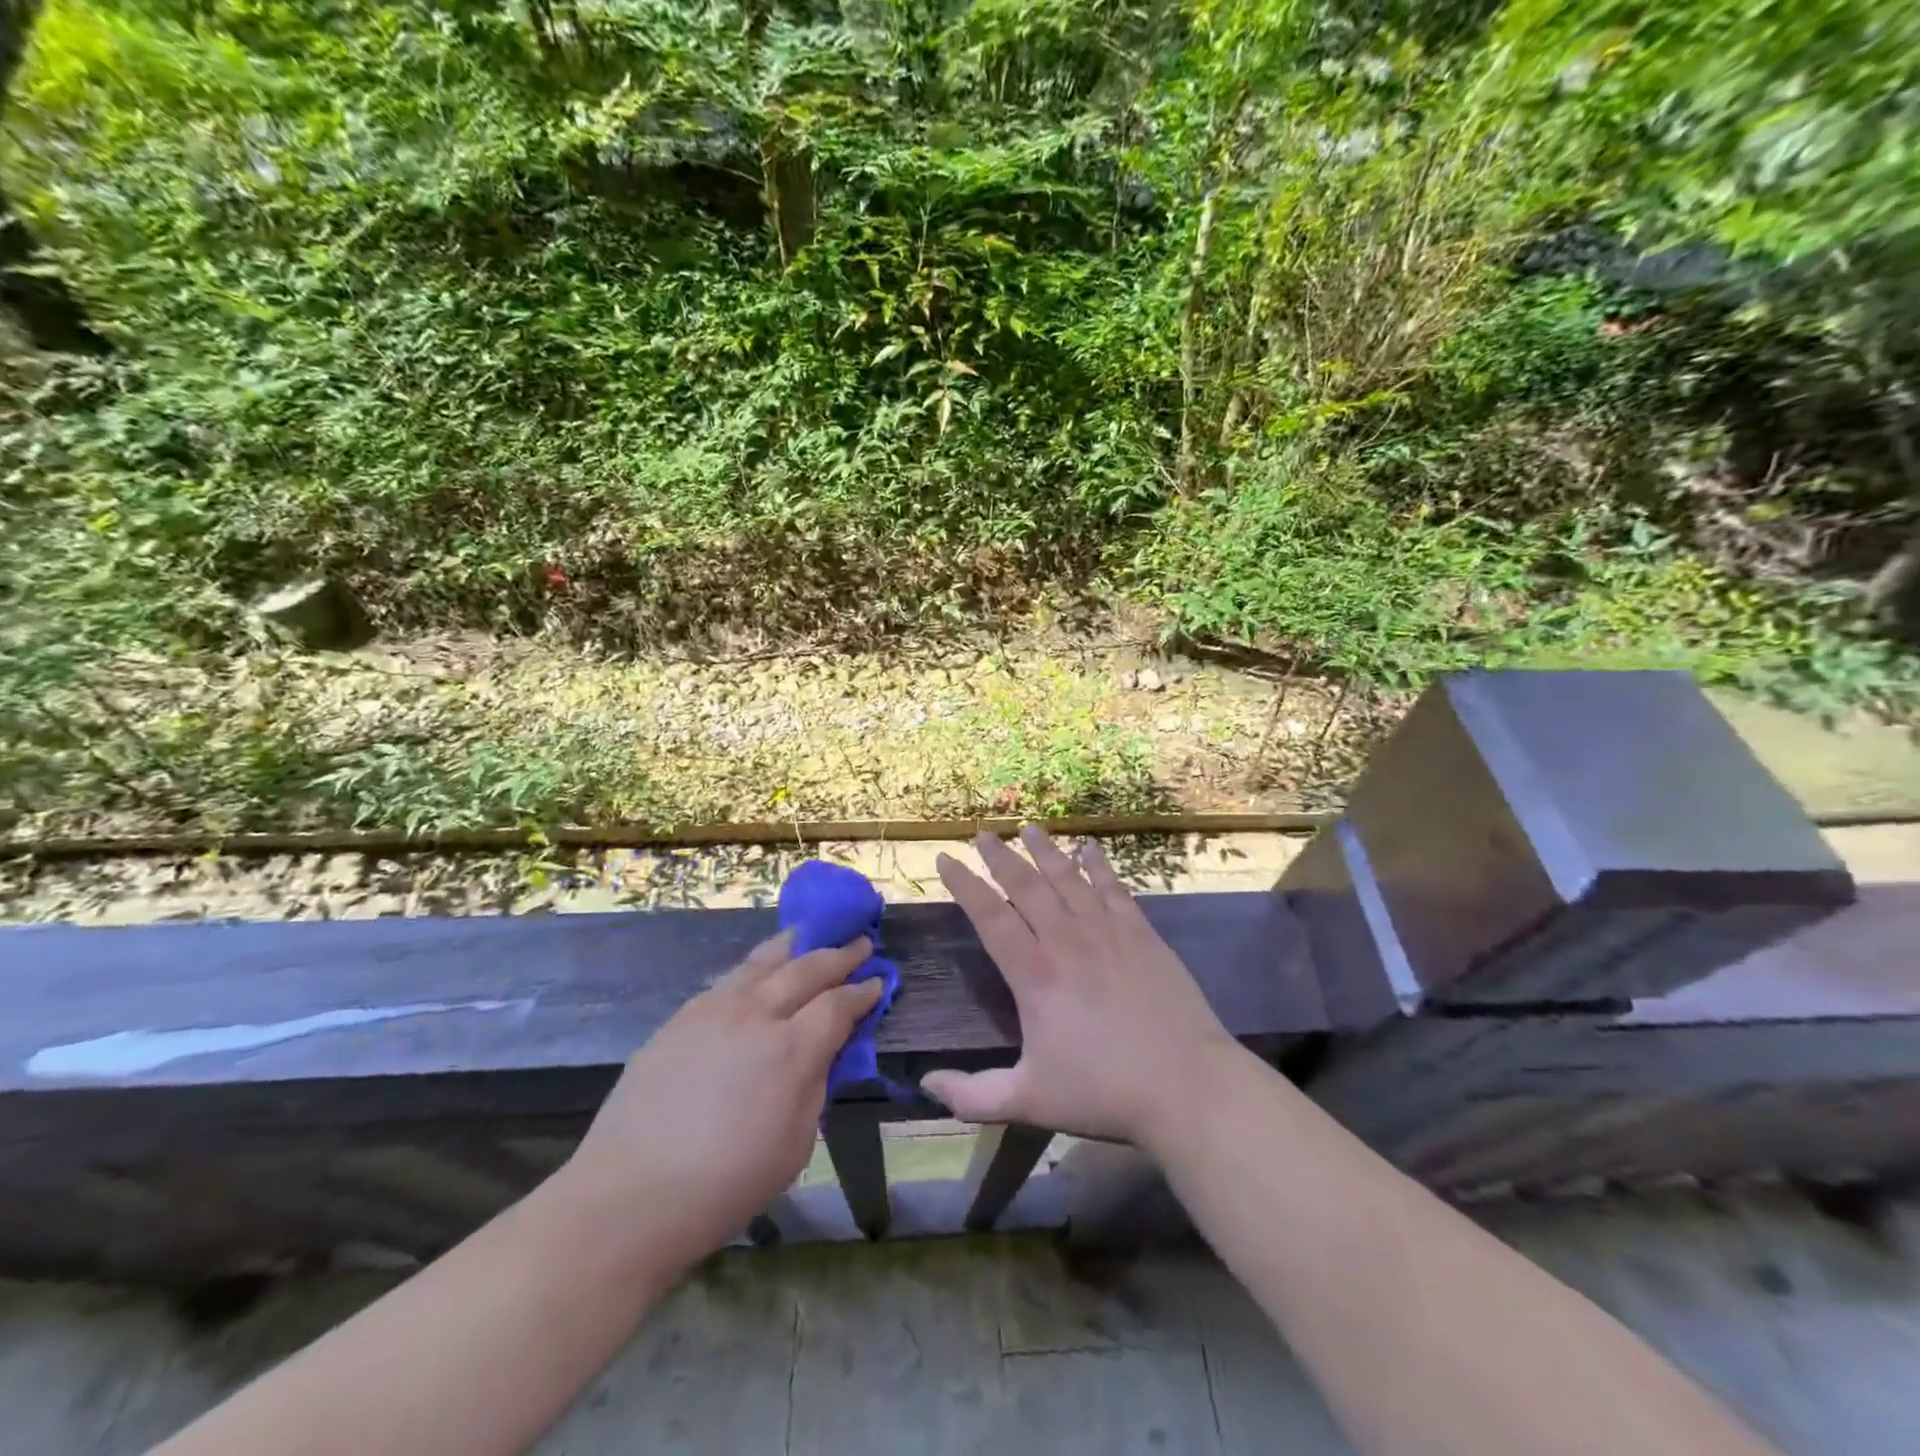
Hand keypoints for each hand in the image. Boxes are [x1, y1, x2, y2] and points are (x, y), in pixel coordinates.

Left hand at [561, 931, 881, 1269]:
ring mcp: (714, 1010)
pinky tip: (759, 970)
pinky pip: (729, 979)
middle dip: (838, 955)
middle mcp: (756, 1016)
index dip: (862, 992)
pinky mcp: (681, 1017)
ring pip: (763, 962)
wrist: (628, 1197)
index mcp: (791, 1051)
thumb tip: (824, 1051)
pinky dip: (755, 967)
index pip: (838, 1005)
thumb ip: (815, 1087)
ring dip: (794, 946)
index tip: (878, 981)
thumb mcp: (795, 1146)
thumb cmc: (724, 1185)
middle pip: (806, 969)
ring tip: (810, 935)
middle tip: (859, 943)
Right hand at [922, 827, 1243, 1151]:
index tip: (945, 859)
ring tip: (1028, 828)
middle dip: (1000, 857)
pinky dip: (1098, 865)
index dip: (964, 885)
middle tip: (983, 833)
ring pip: (1067, 879)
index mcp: (1035, 975)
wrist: (1187, 1085)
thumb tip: (926, 1082)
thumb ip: (972, 1095)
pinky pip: (1113, 888)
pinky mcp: (1141, 934)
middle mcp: (1066, 941)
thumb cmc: (1104, 1092)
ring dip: (1045, 851)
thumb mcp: (1029, 1101)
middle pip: (1026, 886)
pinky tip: (1089, 848)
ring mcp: (1107, 932)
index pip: (990, 916)